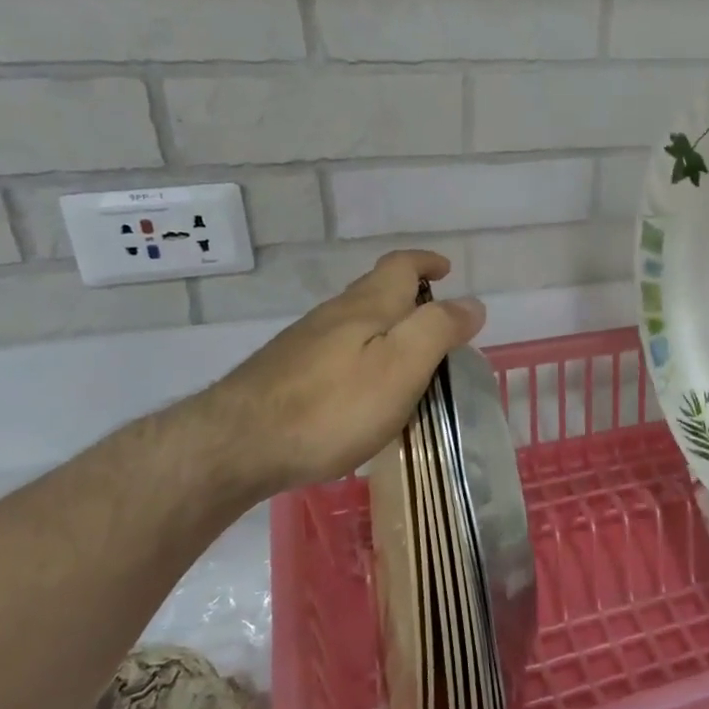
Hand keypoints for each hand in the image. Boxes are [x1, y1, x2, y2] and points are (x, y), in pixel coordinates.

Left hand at [194, 250, 484, 497]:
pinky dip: (362, 355)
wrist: (236, 445)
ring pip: (354, 322)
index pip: (400, 266)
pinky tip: (362, 389)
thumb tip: (472, 304)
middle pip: (375, 291)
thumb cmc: (332, 406)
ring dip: (385, 327)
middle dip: (408, 296)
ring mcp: (304, 344)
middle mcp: (334, 315)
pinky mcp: (285, 374)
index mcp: (367, 307)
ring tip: (407, 357)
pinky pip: (336, 351)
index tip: (446, 269)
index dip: (426, 263)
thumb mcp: (401, 366)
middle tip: (436, 320)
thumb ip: (439, 330)